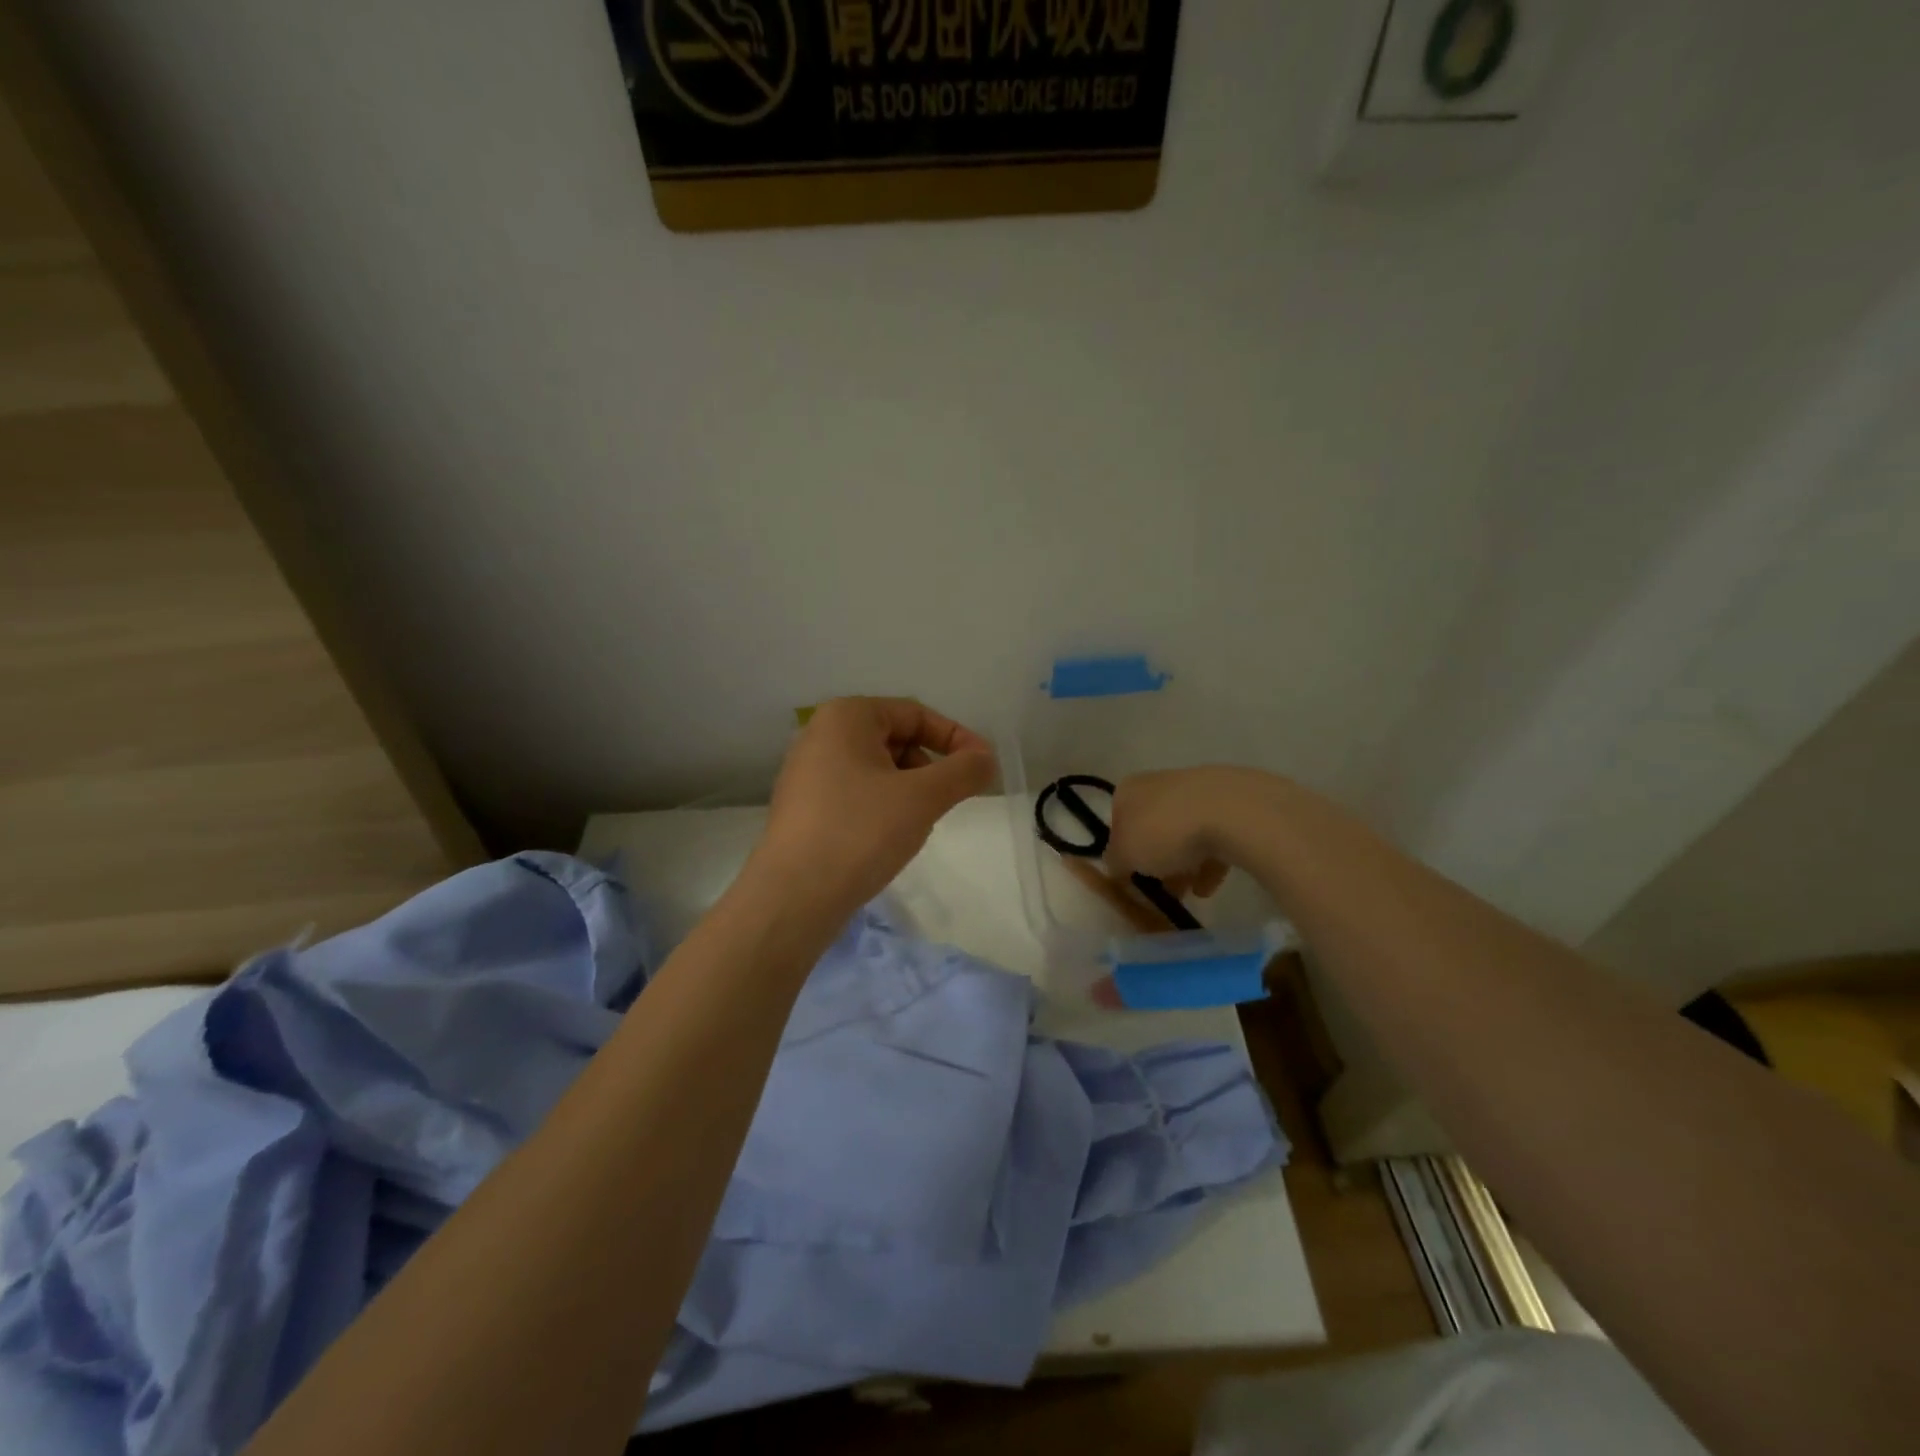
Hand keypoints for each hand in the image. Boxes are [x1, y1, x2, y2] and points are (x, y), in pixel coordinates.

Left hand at [757, 698, 995, 911]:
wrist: (793, 898)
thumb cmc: (860, 832)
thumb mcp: (922, 797)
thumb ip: (963, 771)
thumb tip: (987, 758)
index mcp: (845, 716)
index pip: (915, 714)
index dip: (956, 739)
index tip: (984, 768)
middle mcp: (820, 735)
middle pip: (895, 739)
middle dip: (930, 767)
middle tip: (946, 801)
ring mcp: (807, 773)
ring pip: (877, 769)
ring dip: (909, 790)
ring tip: (915, 824)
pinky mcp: (803, 808)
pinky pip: (856, 793)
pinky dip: (882, 807)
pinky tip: (887, 839)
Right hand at [1106, 766, 1276, 897]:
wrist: (1231, 812)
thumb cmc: (1164, 831)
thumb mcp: (1125, 855)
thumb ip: (1114, 863)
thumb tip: (1116, 867)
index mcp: (1129, 789)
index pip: (1117, 821)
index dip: (1122, 852)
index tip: (1131, 877)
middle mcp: (1160, 783)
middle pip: (1152, 828)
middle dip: (1156, 861)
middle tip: (1160, 889)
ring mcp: (1198, 791)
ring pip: (1184, 833)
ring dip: (1183, 864)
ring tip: (1188, 894)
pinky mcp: (1231, 804)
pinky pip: (1214, 837)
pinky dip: (1209, 862)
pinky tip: (1210, 887)